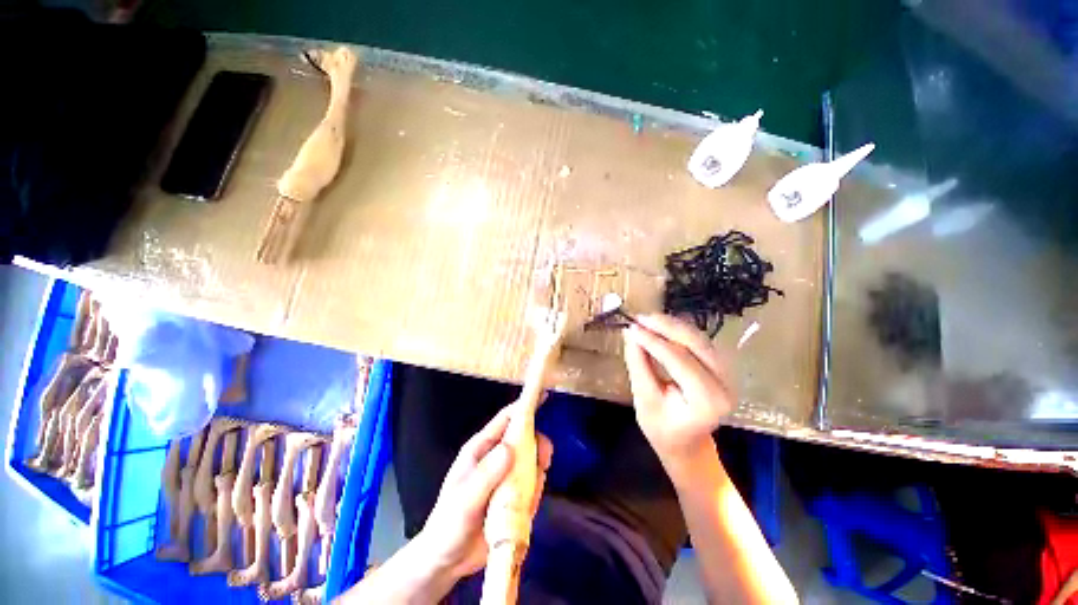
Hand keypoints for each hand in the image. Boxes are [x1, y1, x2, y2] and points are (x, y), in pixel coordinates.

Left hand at [415, 405, 552, 579]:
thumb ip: (487, 474)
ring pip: (530, 461)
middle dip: (536, 444)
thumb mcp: (465, 498)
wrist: (446, 561)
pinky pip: (531, 485)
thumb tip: (511, 447)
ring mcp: (506, 477)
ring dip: (537, 471)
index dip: (523, 407)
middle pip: (523, 439)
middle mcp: (496, 458)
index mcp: (481, 449)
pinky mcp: (514, 495)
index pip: (505, 419)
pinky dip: (535, 492)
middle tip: (545, 459)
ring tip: (532, 491)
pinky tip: (527, 508)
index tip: (543, 396)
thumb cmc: (449, 524)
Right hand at [623, 314, 734, 468]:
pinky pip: (700, 341)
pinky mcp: (721, 367)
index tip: (631, 328)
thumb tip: (630, 334)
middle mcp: (725, 384)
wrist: (686, 443)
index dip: (653, 341)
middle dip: (666, 326)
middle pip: (696, 343)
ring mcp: (727, 374)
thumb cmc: (662, 429)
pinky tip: (661, 326)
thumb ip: (638, 365)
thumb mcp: (644, 399)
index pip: (679, 360)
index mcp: (707, 401)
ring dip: (672, 325)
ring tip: (647, 319)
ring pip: (699, 338)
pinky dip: (679, 331)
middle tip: (640, 317)